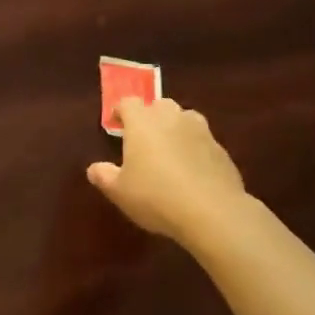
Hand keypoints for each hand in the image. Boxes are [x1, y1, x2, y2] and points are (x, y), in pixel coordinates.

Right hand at [87, 97, 247, 242]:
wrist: (212, 212)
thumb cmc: (155, 196)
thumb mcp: (120, 192)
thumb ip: (104, 176)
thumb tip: (94, 169)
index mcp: (142, 122)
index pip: (128, 103)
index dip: (120, 111)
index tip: (115, 124)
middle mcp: (171, 117)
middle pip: (159, 105)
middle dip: (150, 116)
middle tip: (143, 138)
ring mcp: (200, 131)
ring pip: (185, 118)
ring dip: (175, 128)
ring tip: (169, 151)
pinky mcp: (221, 149)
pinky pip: (202, 141)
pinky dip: (194, 148)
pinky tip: (192, 171)